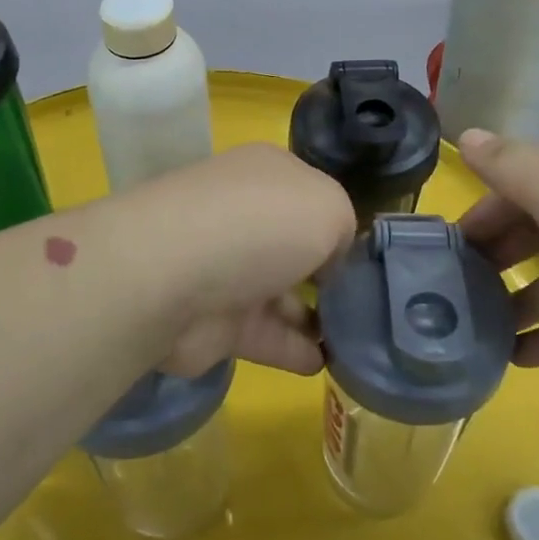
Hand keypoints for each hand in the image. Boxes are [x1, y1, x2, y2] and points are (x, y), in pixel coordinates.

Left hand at [137, 143, 354, 377]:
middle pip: (294, 244)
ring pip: (281, 292)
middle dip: (326, 272)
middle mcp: (245, 215)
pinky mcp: (215, 320)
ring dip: (314, 316)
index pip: (311, 195)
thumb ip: (343, 228)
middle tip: (367, 304)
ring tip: (356, 340)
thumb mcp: (328, 207)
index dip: (338, 224)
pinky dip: (296, 350)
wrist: (171, 276)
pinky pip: (267, 335)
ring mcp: (227, 268)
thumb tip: (328, 262)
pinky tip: (328, 364)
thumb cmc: (259, 224)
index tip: (366, 258)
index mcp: (269, 174)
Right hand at [457, 129, 538, 367]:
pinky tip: (513, 360)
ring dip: (515, 304)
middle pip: (532, 236)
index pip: (515, 190)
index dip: (479, 212)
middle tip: (449, 288)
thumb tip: (464, 135)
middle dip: (494, 258)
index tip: (444, 243)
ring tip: (471, 329)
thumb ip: (504, 164)